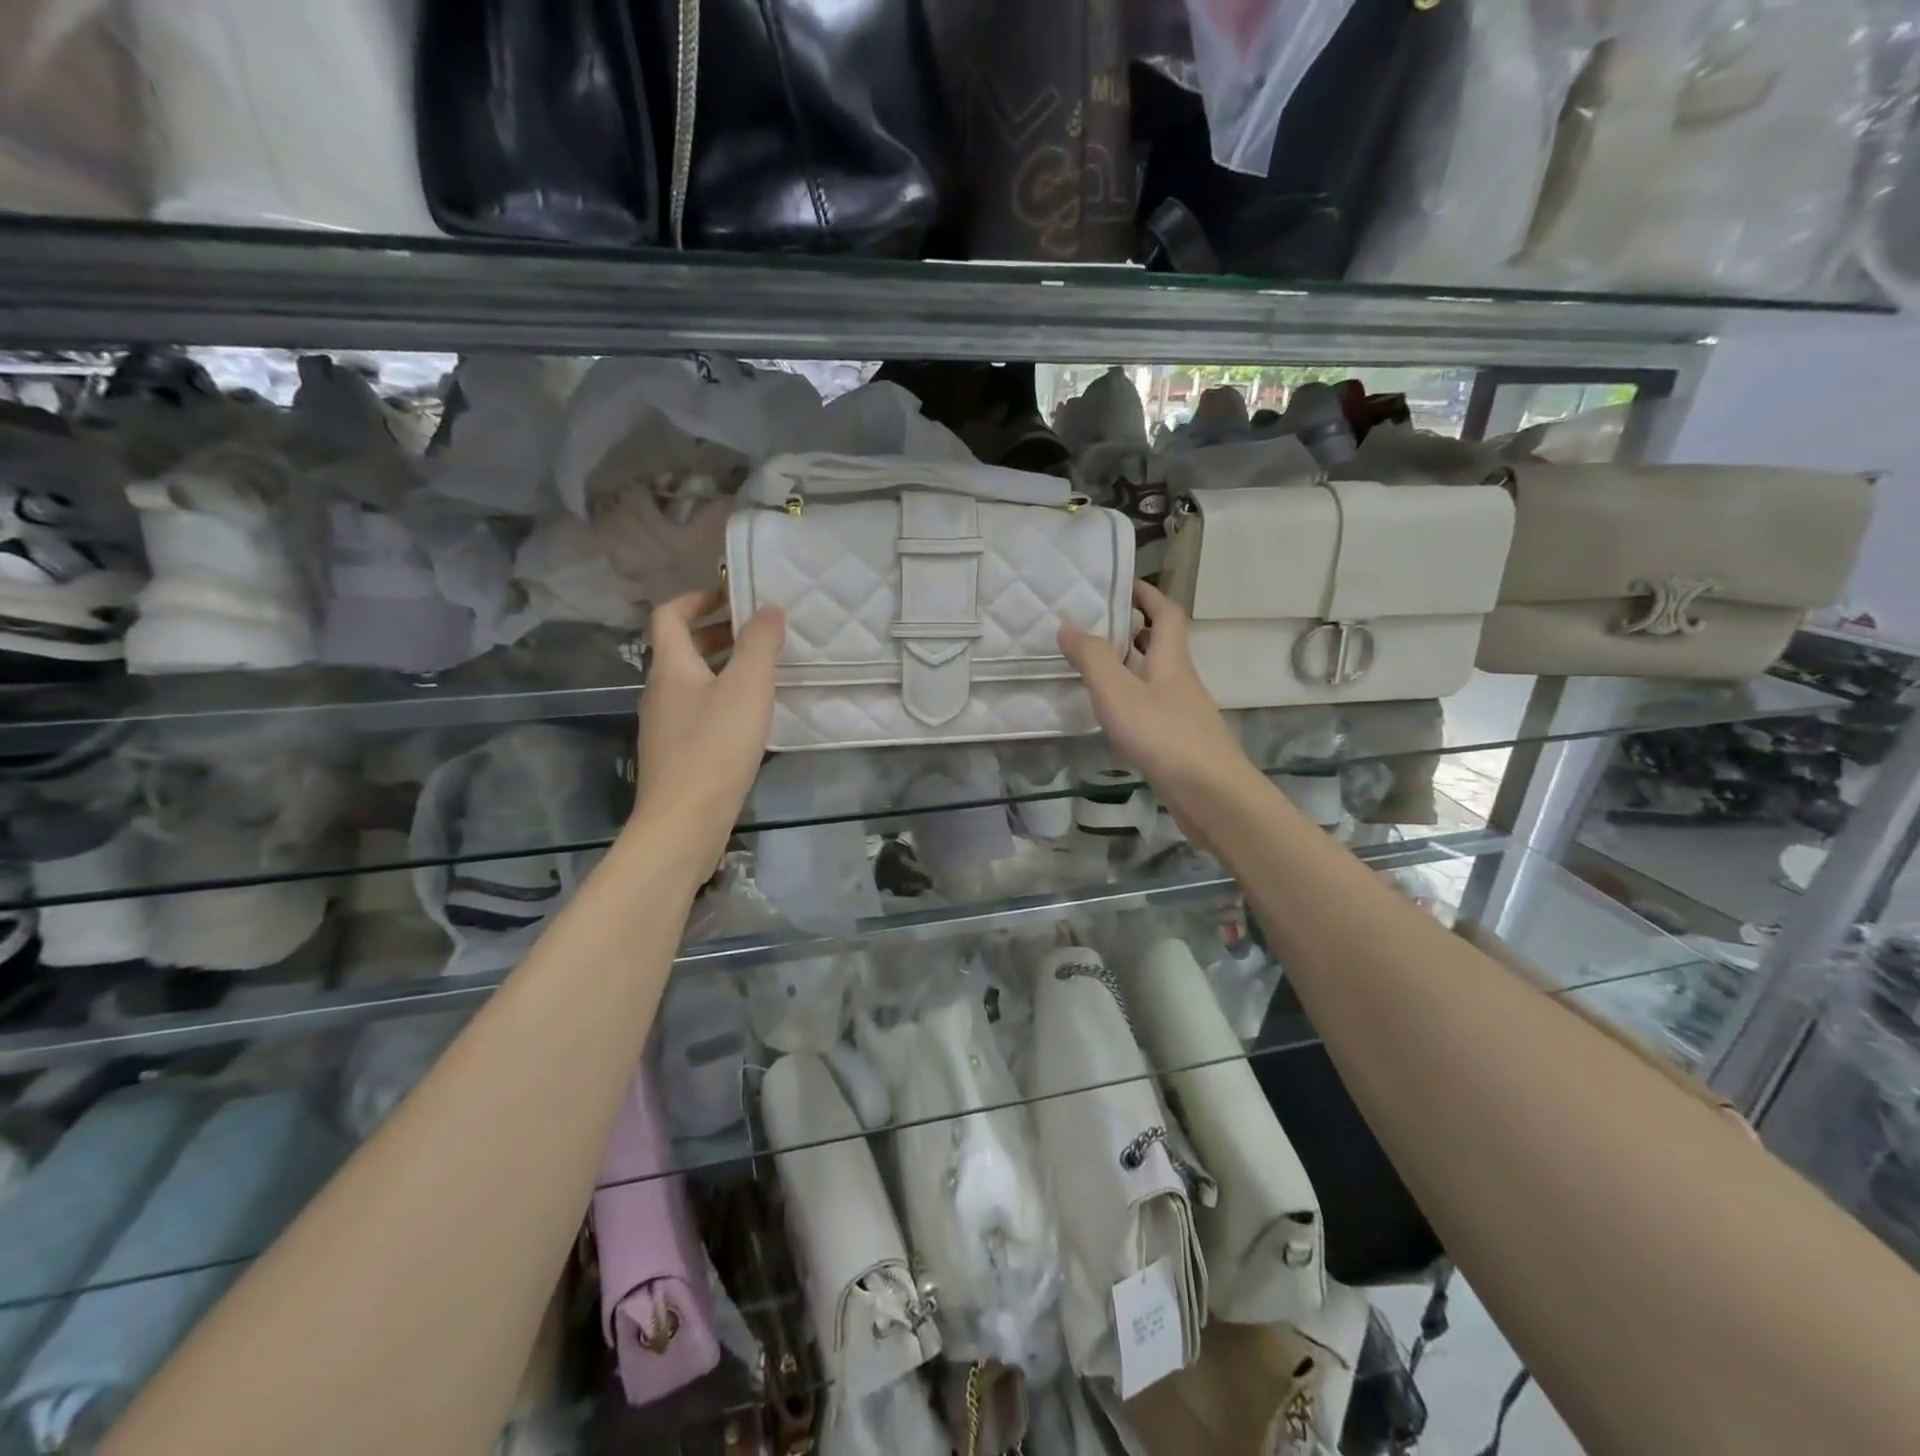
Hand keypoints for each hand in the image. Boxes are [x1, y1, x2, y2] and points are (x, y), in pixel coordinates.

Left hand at [633, 590, 785, 870]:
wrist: (684, 821)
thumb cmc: (715, 745)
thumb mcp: (747, 686)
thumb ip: (759, 643)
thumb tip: (768, 607)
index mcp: (670, 667)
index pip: (670, 615)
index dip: (697, 598)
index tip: (733, 596)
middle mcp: (659, 691)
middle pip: (681, 649)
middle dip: (716, 634)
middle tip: (757, 633)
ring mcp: (665, 726)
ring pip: (691, 683)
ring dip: (721, 668)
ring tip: (762, 672)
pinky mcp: (676, 755)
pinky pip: (698, 712)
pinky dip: (721, 701)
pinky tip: (751, 718)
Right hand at [1059, 581, 1260, 828]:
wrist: (1211, 794)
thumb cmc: (1163, 736)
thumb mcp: (1118, 692)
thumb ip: (1092, 658)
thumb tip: (1069, 623)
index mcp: (1171, 659)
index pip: (1166, 613)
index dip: (1147, 595)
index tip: (1120, 586)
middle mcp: (1181, 680)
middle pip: (1162, 645)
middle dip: (1133, 630)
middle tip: (1096, 628)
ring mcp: (1184, 712)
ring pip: (1156, 678)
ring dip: (1130, 667)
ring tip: (1094, 669)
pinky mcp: (1180, 741)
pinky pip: (1153, 707)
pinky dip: (1132, 700)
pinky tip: (1113, 716)